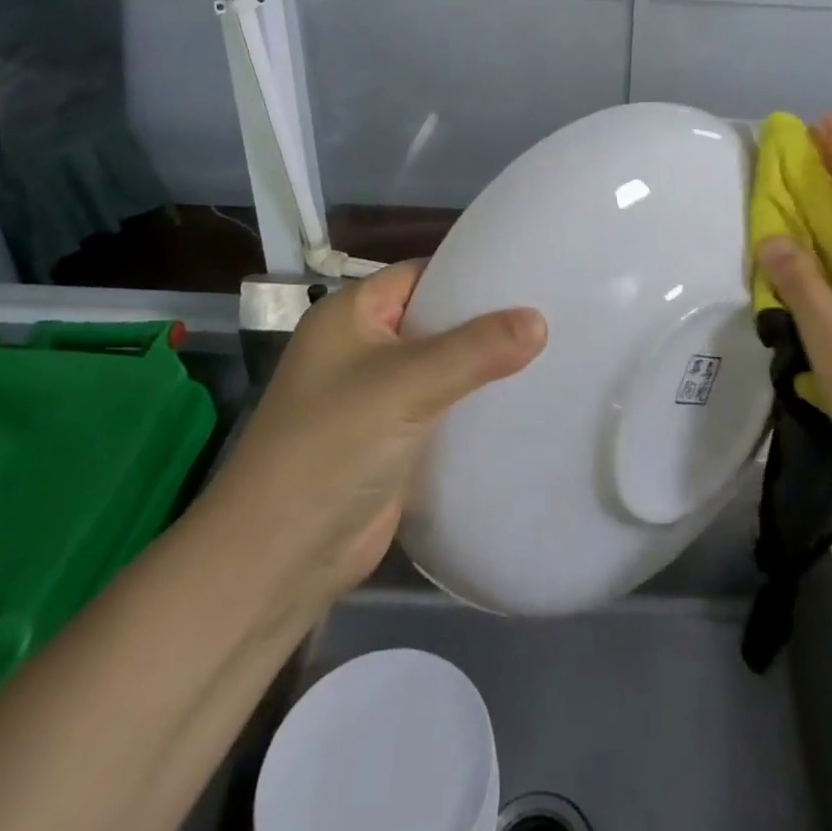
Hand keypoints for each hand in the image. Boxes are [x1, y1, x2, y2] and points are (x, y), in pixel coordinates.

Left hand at [196, 263, 544, 630]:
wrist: (280, 558)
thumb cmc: (331, 447)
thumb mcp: (406, 384)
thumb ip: (475, 349)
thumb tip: (540, 320)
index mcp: (351, 315)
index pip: (421, 275)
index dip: (471, 272)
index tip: (530, 274)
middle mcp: (362, 348)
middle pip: (436, 321)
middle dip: (487, 322)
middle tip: (551, 314)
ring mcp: (377, 397)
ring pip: (443, 368)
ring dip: (485, 367)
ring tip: (550, 354)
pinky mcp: (393, 440)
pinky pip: (443, 409)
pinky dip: (475, 406)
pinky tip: (523, 402)